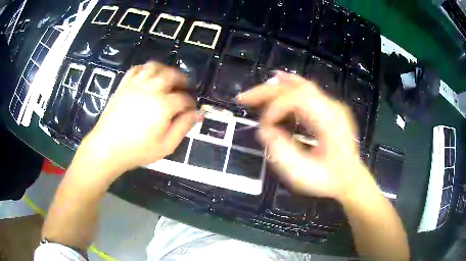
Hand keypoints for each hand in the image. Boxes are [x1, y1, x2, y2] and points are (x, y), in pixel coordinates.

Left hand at [77, 62, 201, 179]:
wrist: (107, 147)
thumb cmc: (137, 150)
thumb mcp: (166, 146)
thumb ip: (183, 127)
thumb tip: (197, 114)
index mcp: (163, 105)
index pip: (184, 98)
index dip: (191, 103)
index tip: (191, 110)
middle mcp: (151, 89)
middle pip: (172, 75)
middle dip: (182, 80)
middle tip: (185, 88)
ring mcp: (135, 84)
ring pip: (155, 67)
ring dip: (166, 70)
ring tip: (169, 79)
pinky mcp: (124, 85)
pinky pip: (137, 69)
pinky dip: (146, 69)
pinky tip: (149, 76)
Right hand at [237, 72, 375, 201]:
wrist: (350, 180)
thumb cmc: (327, 180)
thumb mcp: (302, 174)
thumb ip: (280, 151)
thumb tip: (264, 130)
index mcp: (330, 122)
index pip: (298, 99)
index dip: (275, 109)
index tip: (263, 128)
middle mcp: (332, 108)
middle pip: (297, 87)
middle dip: (267, 91)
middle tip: (243, 98)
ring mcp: (332, 106)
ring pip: (301, 86)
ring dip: (275, 88)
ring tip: (254, 93)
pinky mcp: (328, 110)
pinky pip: (306, 92)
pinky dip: (287, 88)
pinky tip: (276, 85)